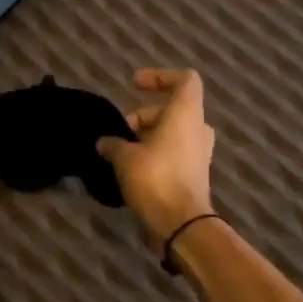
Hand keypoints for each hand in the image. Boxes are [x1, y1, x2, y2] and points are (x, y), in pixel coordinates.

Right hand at [96, 68, 215, 250]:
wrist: (182, 224)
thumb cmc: (155, 179)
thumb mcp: (125, 158)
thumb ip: (113, 144)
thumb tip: (104, 142)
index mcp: (185, 115)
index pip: (184, 80)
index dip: (160, 76)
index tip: (134, 84)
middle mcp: (197, 130)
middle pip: (171, 109)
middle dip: (143, 116)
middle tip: (120, 131)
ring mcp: (198, 153)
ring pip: (171, 133)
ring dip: (147, 137)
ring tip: (121, 152)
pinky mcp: (193, 175)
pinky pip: (172, 154)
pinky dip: (153, 154)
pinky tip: (130, 169)